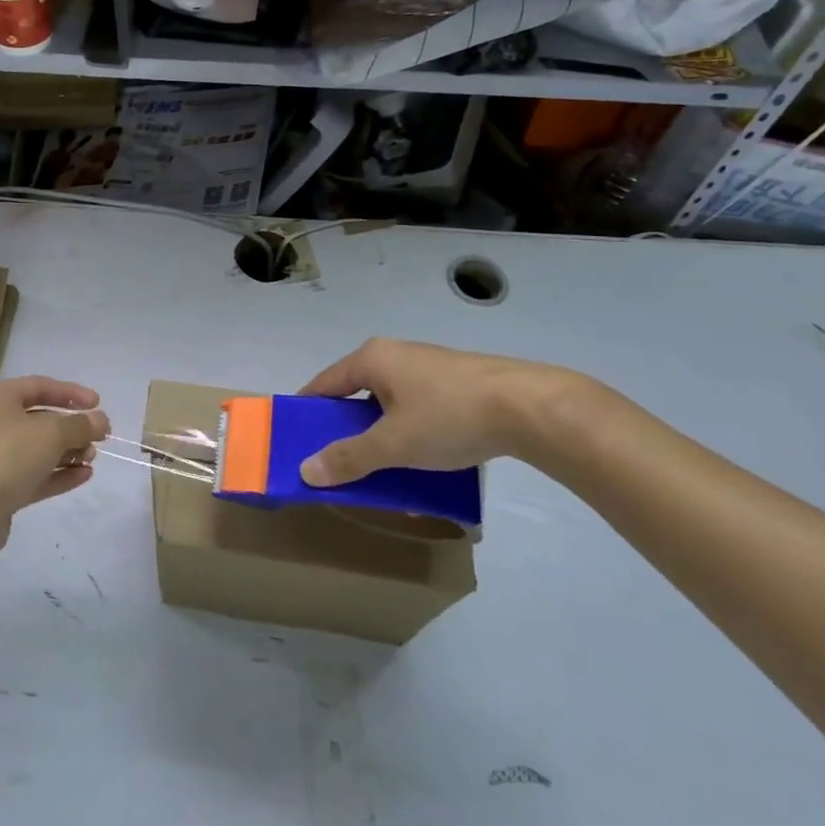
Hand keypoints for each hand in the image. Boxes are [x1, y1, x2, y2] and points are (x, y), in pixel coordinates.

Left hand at [0, 376, 109, 557]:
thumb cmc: (8, 454)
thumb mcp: (51, 432)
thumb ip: (80, 425)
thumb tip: (101, 421)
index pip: (40, 386)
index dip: (70, 392)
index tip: (97, 403)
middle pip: (40, 419)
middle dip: (72, 427)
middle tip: (98, 437)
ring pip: (38, 450)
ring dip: (68, 452)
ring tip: (92, 457)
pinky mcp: (0, 490)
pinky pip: (35, 476)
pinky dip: (59, 474)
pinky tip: (84, 476)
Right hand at [296, 338, 591, 486]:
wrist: (528, 407)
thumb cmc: (448, 417)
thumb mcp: (393, 444)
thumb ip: (348, 457)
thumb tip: (305, 470)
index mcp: (372, 358)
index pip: (324, 383)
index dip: (307, 411)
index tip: (296, 441)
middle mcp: (395, 355)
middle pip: (355, 394)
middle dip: (346, 430)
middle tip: (338, 463)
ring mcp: (427, 367)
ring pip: (388, 404)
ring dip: (379, 435)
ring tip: (380, 469)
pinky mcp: (455, 383)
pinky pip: (416, 408)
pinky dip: (408, 433)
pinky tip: (420, 461)